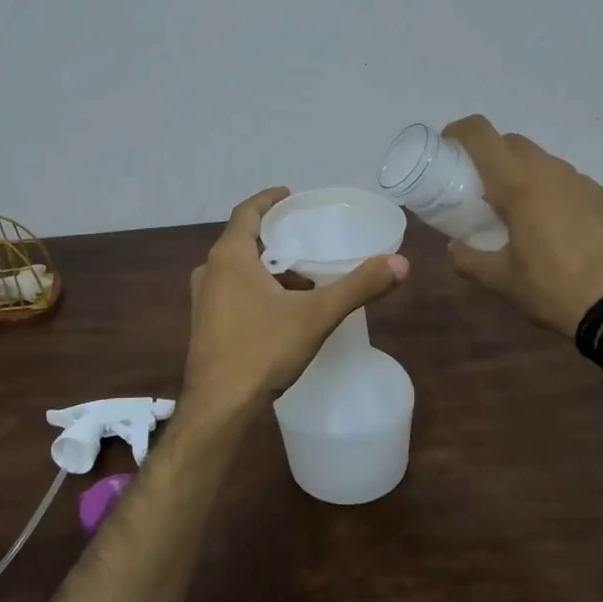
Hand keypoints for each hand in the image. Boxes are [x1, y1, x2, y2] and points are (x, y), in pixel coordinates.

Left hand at [183, 187, 408, 411]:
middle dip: (273, 236)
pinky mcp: (203, 324)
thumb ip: (358, 287)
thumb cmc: (262, 351)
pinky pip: (231, 292)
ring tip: (301, 275)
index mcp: (229, 257)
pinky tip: (282, 310)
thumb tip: (400, 263)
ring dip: (266, 266)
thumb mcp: (316, 315)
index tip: (289, 194)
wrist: (219, 407)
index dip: (268, 199)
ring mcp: (202, 300)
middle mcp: (209, 272)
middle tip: (304, 235)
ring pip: (237, 269)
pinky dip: (256, 288)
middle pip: (242, 240)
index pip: (246, 211)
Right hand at [441, 116, 602, 337]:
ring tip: (518, 214)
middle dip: (490, 156)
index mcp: (520, 184)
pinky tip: (556, 230)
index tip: (447, 148)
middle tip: (477, 189)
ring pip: (544, 162)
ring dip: (523, 175)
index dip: (458, 131)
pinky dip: (553, 194)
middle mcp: (552, 172)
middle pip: (512, 143)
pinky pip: (571, 184)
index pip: (481, 134)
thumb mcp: (501, 281)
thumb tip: (454, 247)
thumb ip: (469, 259)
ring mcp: (585, 183)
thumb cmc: (554, 289)